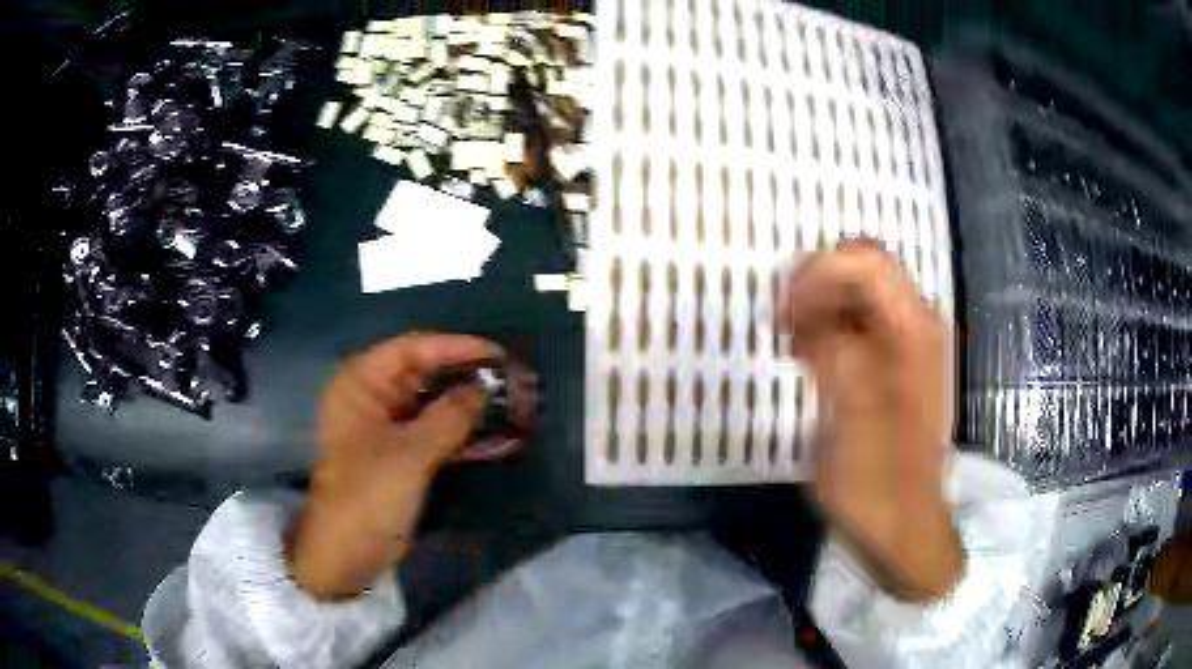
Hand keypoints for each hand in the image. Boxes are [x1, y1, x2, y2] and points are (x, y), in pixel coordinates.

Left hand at [288, 334, 502, 599]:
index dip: (455, 348)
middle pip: (427, 375)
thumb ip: (450, 417)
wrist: (347, 553)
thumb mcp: (410, 454)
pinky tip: (501, 439)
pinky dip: (465, 437)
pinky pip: (438, 435)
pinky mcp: (403, 456)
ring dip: (472, 409)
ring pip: (436, 406)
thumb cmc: (368, 495)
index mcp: (361, 384)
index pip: (412, 349)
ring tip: (515, 408)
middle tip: (514, 382)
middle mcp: (373, 398)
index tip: (498, 355)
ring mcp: (389, 428)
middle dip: (469, 379)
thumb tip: (484, 389)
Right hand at [781, 240, 961, 601]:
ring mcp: (910, 346)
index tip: (784, 310)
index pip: (866, 262)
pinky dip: (831, 329)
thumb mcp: (851, 412)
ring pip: (861, 295)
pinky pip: (861, 325)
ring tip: (793, 342)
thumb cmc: (878, 478)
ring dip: (821, 306)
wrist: (903, 526)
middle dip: (818, 284)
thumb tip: (805, 314)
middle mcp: (918, 325)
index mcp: (914, 330)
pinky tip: (810, 358)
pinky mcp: (898, 367)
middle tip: (784, 320)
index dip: (819, 273)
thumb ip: (832, 348)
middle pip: (865, 269)